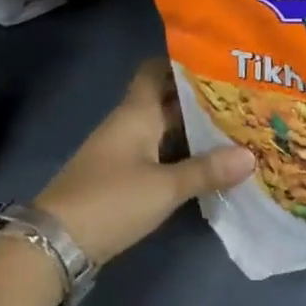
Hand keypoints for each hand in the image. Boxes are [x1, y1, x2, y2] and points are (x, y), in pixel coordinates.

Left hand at [33, 58, 253, 266]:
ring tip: (235, 125)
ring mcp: (123, 151)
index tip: (219, 60)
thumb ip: (207, 170)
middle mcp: (129, 124)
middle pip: (167, 100)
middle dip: (201, 98)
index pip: (157, 70)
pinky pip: (159, 152)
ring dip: (194, 127)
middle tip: (242, 95)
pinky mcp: (121, 177)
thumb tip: (252, 155)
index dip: (184, 61)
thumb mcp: (164, 188)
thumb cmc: (110, 201)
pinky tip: (209, 161)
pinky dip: (182, 152)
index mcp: (136, 112)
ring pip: (165, 128)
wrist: (54, 245)